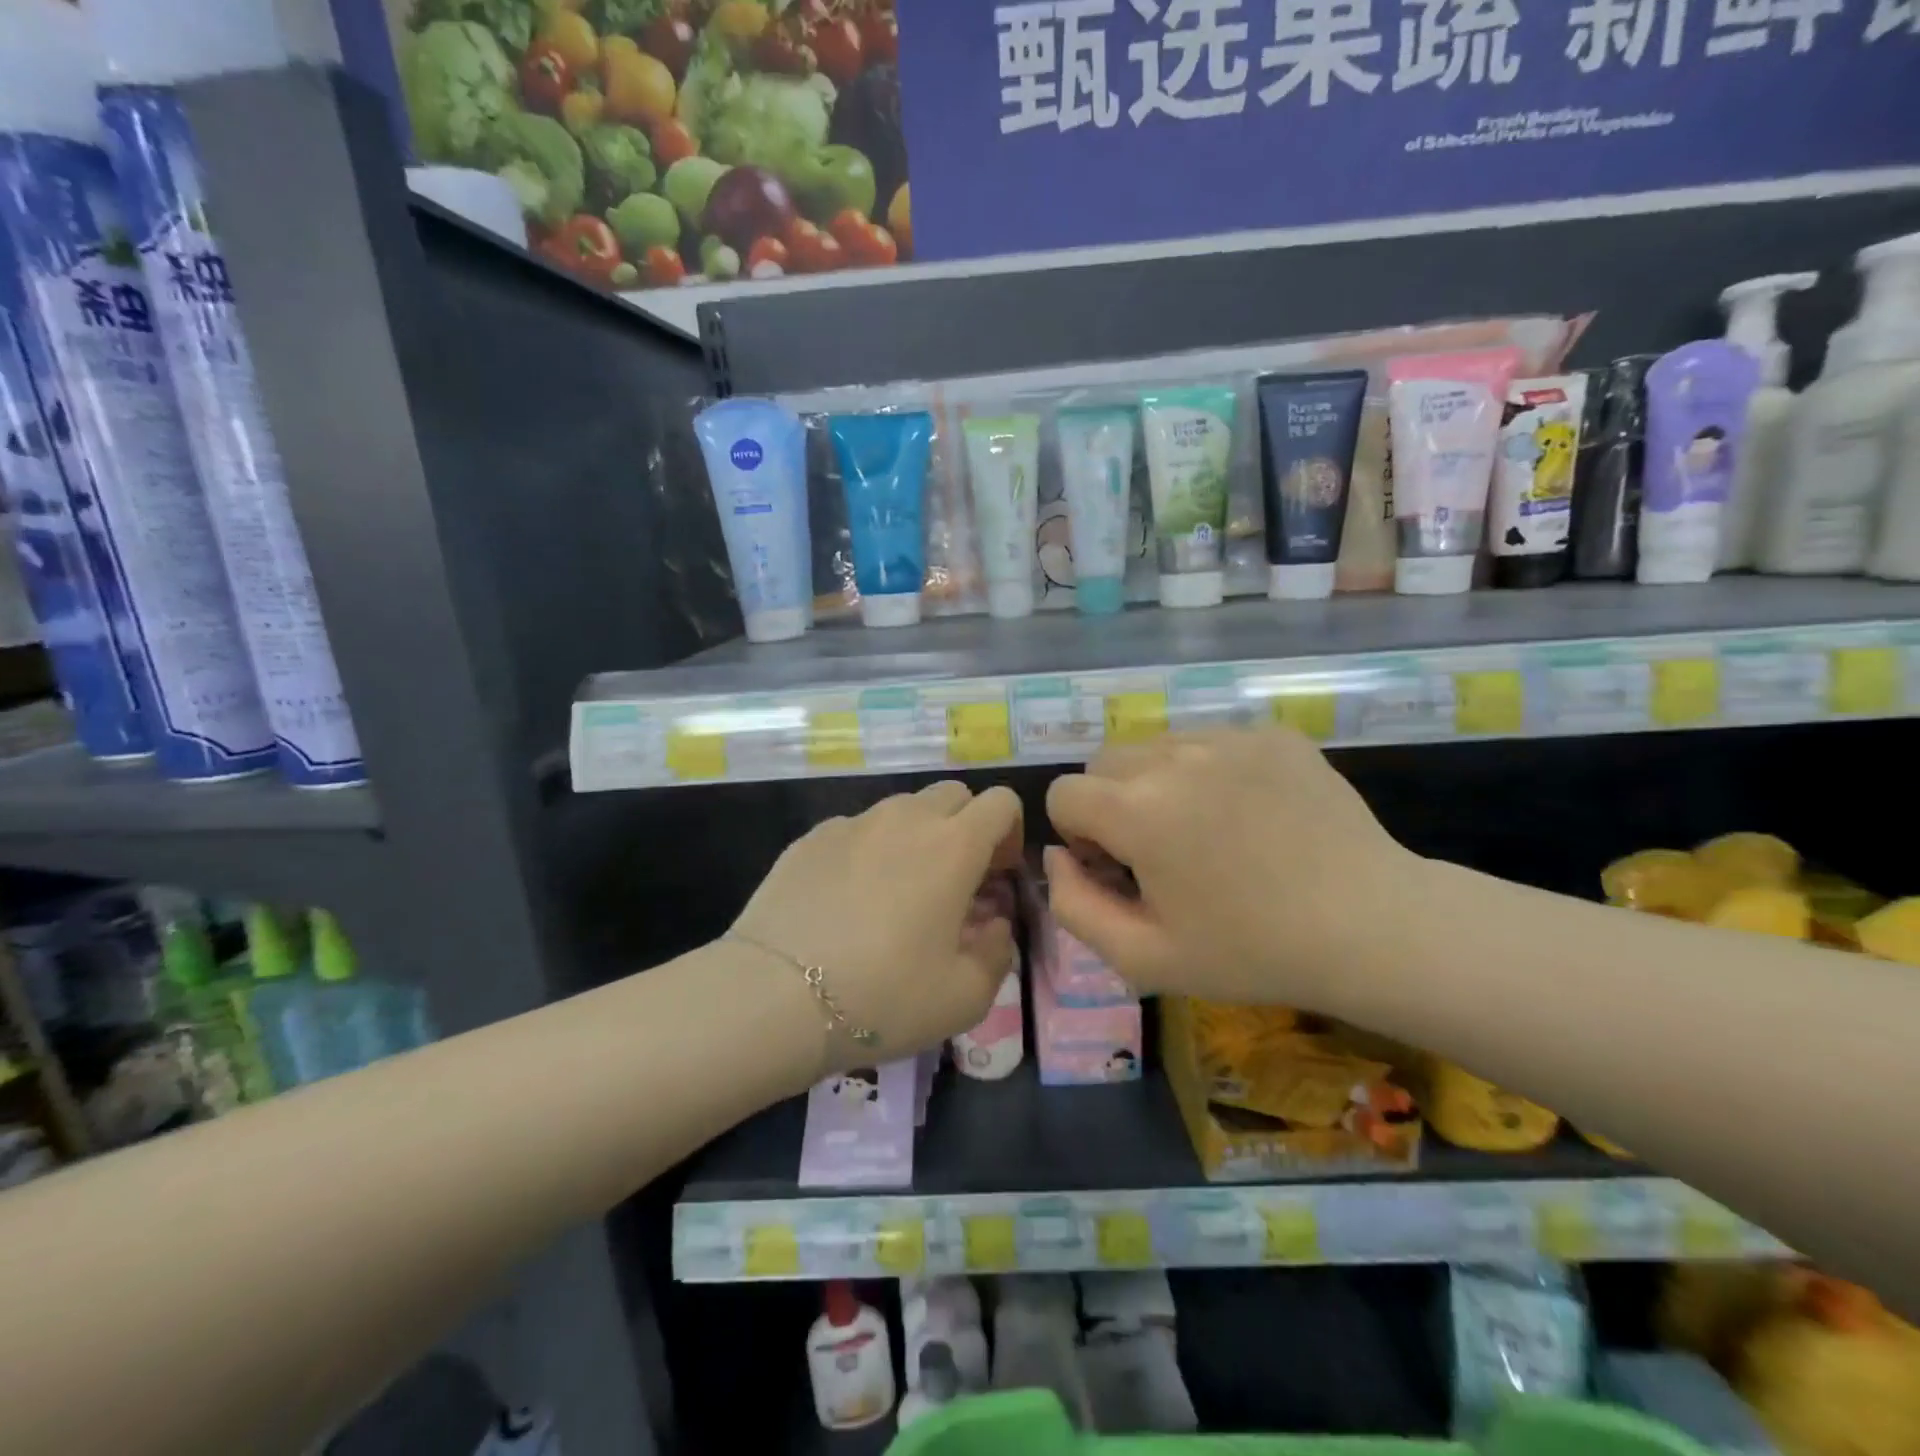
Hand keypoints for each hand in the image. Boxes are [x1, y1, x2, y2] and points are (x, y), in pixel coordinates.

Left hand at [730, 781, 1022, 1072]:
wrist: (774, 996)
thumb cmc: (883, 997)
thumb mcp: (965, 997)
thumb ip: (996, 951)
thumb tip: (992, 924)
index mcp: (953, 846)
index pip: (1001, 802)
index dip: (1009, 833)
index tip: (995, 876)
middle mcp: (906, 819)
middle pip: (953, 794)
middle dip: (965, 827)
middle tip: (954, 882)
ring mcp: (854, 823)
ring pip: (903, 808)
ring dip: (917, 837)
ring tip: (898, 892)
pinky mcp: (812, 837)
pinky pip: (857, 829)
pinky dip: (869, 851)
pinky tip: (848, 901)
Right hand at [1044, 727, 1410, 1008]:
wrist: (1372, 929)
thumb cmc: (1251, 952)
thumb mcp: (1143, 958)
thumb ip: (1072, 906)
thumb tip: (1056, 855)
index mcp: (1138, 810)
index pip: (1064, 793)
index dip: (1080, 836)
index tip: (1120, 869)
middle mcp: (1176, 756)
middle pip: (1104, 762)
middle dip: (1112, 803)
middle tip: (1159, 852)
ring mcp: (1229, 737)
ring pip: (1156, 746)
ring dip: (1158, 782)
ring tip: (1206, 830)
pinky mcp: (1272, 734)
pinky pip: (1210, 740)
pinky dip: (1209, 771)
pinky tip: (1249, 814)